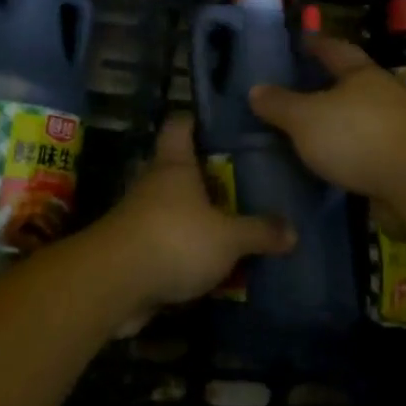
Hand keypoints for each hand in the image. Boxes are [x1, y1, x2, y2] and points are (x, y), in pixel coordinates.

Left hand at [92, 116, 294, 308]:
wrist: (112, 285)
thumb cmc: (173, 240)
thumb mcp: (228, 238)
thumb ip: (260, 232)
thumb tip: (293, 231)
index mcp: (174, 165)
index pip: (181, 125)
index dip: (199, 120)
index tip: (225, 124)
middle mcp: (154, 184)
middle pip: (181, 168)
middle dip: (209, 175)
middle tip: (246, 180)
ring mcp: (141, 217)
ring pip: (175, 208)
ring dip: (198, 216)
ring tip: (236, 222)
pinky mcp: (135, 250)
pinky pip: (168, 243)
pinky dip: (187, 250)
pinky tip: (214, 262)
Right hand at [249, 36, 405, 200]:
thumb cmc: (357, 137)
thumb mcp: (306, 119)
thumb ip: (280, 105)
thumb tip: (256, 89)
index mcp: (361, 74)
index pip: (334, 49)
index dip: (316, 43)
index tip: (300, 41)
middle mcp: (383, 94)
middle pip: (351, 82)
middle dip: (328, 83)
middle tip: (298, 88)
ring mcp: (397, 126)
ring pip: (360, 116)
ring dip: (339, 120)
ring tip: (310, 129)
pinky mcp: (402, 158)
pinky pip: (367, 147)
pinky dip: (348, 150)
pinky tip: (331, 161)